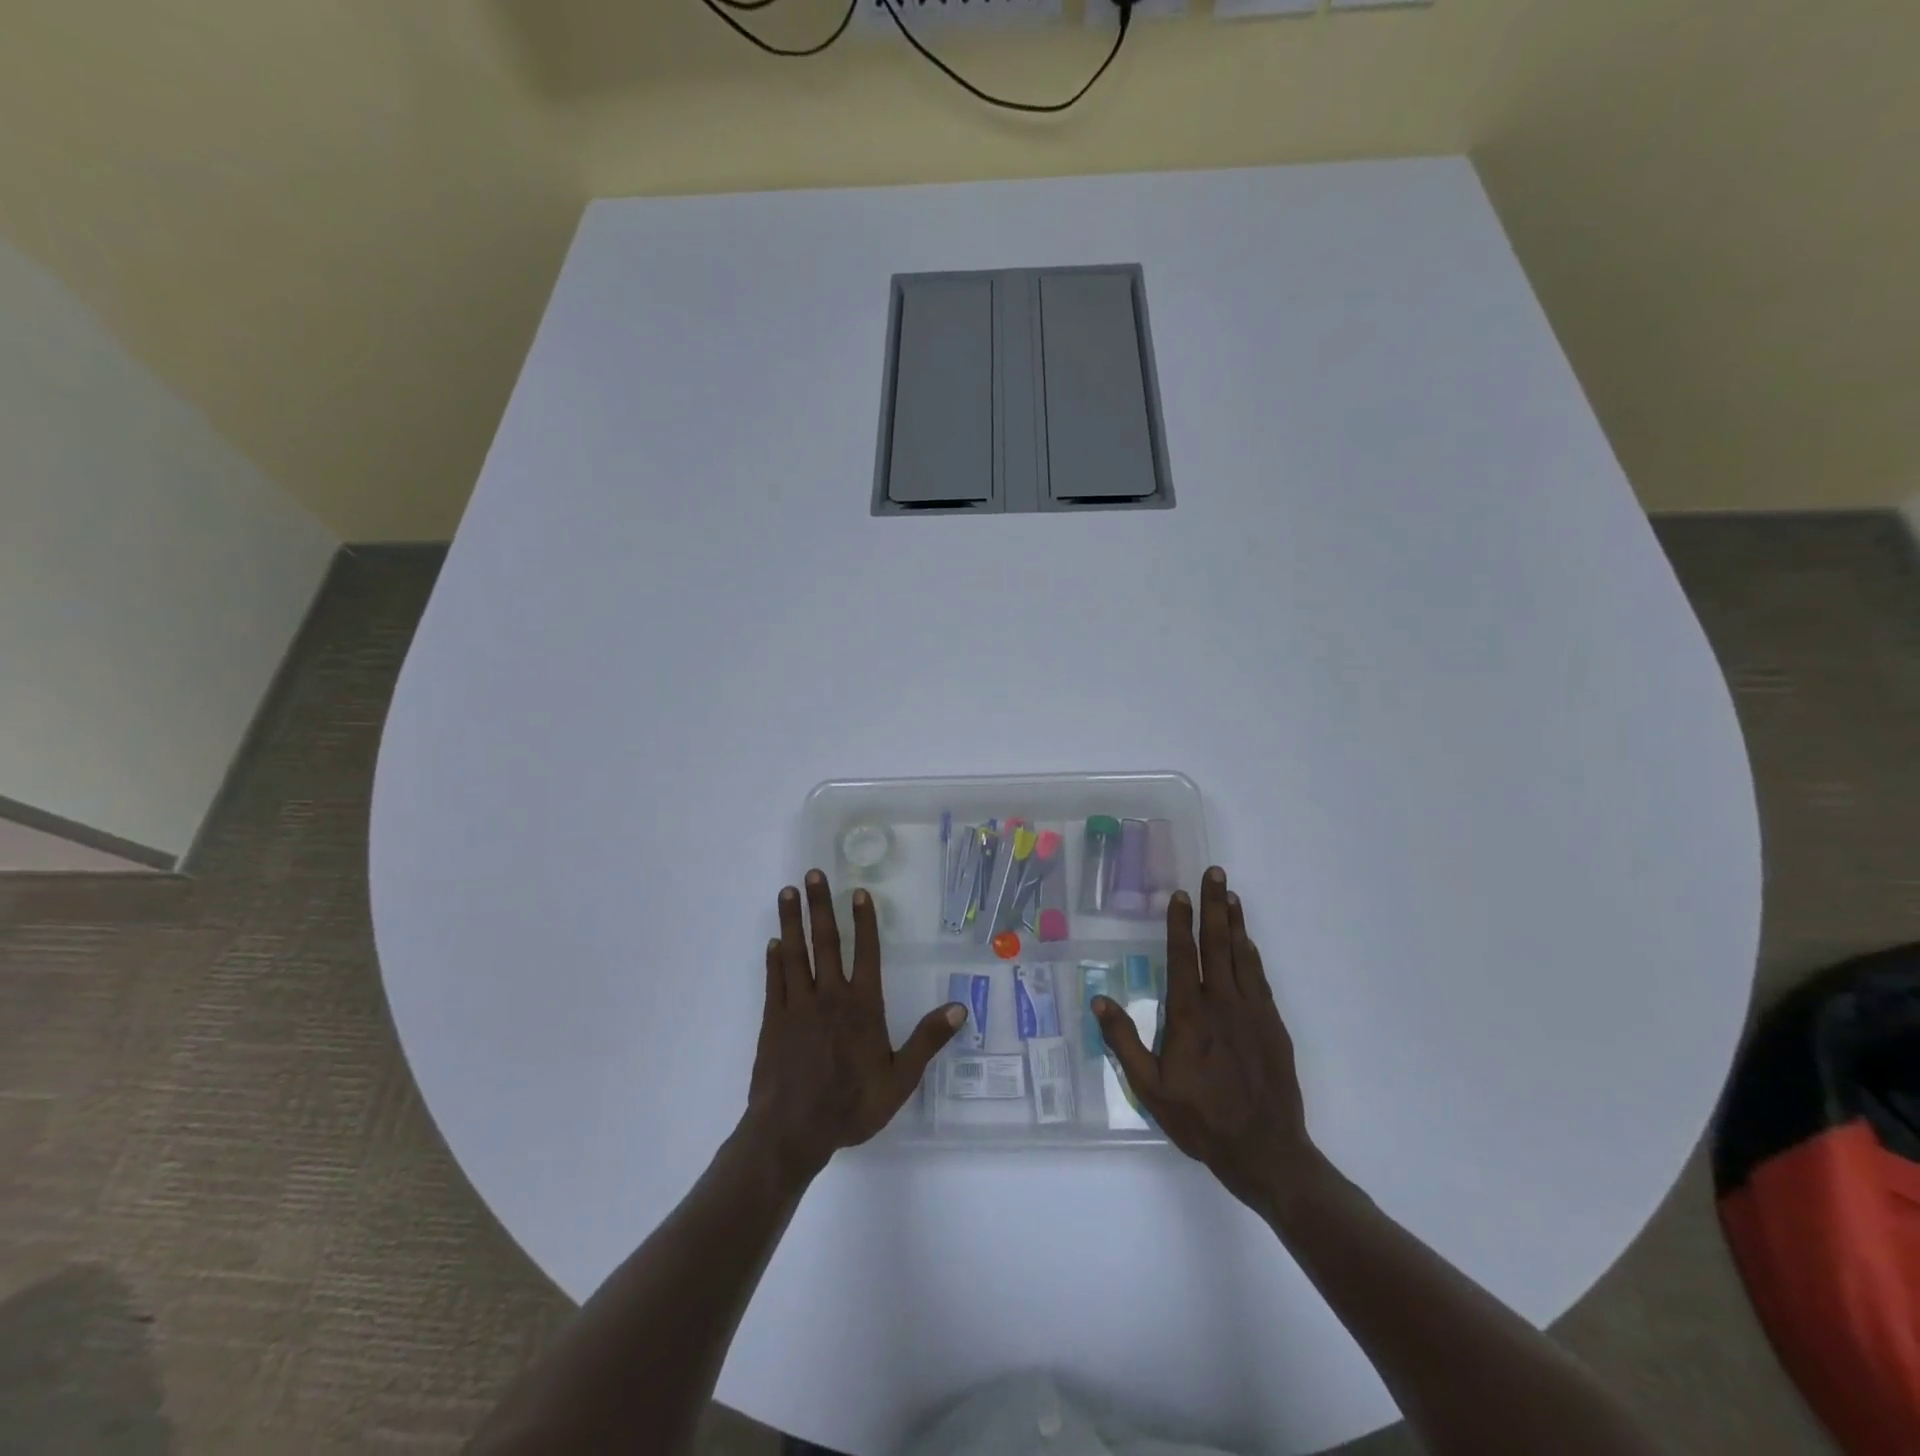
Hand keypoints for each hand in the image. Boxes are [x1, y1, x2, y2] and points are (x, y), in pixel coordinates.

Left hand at [741, 870, 965, 1187]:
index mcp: (862, 1006)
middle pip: (825, 942)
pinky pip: (774, 981)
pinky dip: (773, 960)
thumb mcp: (899, 1079)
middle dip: (820, 906)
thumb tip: (960, 1008)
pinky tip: (773, 942)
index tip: (858, 892)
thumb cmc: (851, 1105)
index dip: (864, 921)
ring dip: (792, 921)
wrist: (792, 1131)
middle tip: (812, 875)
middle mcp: (829, 996)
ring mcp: (797, 1005)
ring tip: (787, 892)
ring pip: (795, 953)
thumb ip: (927, 1040)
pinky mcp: (773, 1020)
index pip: (866, 953)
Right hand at [1093, 866, 1318, 1211]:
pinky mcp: (1274, 1026)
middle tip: (1216, 873)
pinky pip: (1260, 978)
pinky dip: (1252, 954)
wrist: (1266, 1151)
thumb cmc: (1200, 1119)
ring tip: (1231, 896)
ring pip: (1242, 956)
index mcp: (1190, 1014)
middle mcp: (1222, 1003)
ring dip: (1236, 923)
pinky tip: (1248, 943)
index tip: (1180, 894)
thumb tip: (1098, 999)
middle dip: (1215, 906)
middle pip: (1217, 944)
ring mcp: (1253, 1012)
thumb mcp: (1149, 1088)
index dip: (1180, 922)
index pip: (1182, 955)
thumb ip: (1123, 1041)